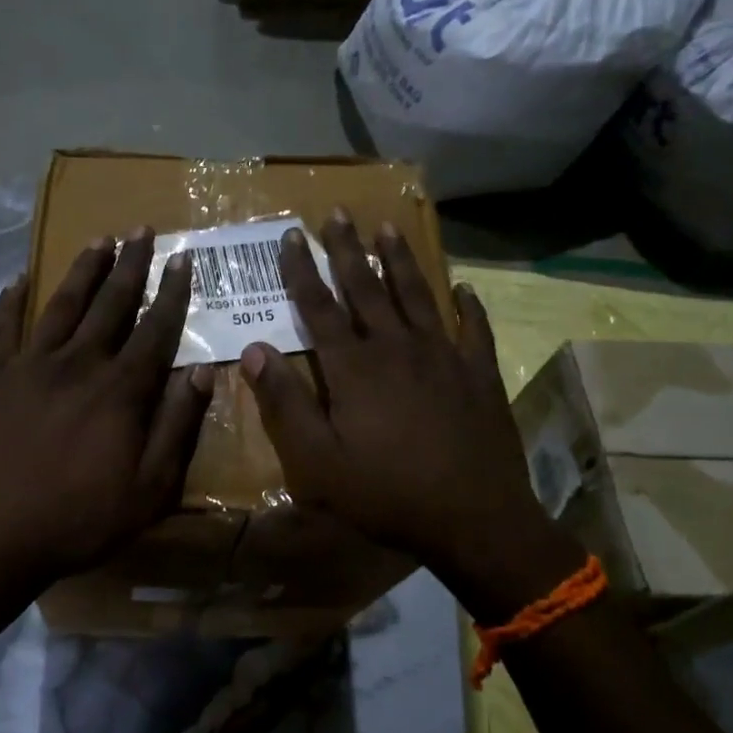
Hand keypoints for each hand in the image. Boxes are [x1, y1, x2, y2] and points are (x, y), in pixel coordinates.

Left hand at [0, 229, 213, 616]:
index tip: (183, 257)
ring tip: (98, 239)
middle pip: (111, 303)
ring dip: (83, 270)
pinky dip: (10, 300)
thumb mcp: (150, 488)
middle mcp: (79, 363)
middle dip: (130, 264)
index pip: (155, 328)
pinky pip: (2, 328)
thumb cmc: (80, 518)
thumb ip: (178, 427)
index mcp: (121, 389)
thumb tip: (201, 372)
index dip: (172, 291)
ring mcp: (30, 365)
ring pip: (62, 305)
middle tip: (141, 229)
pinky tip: (18, 278)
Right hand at [238, 214, 581, 620]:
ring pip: (417, 295)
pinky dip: (469, 306)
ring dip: (400, 261)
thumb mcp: (318, 461)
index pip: (319, 306)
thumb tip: (254, 351)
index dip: (302, 270)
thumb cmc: (386, 493)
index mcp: (354, 367)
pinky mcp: (479, 373)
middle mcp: (396, 347)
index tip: (292, 235)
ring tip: (387, 229)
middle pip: (367, 288)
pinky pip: (474, 329)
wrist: (475, 518)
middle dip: (348, 249)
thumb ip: (285, 403)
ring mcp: (443, 356)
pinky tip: (464, 288)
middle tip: (338, 213)